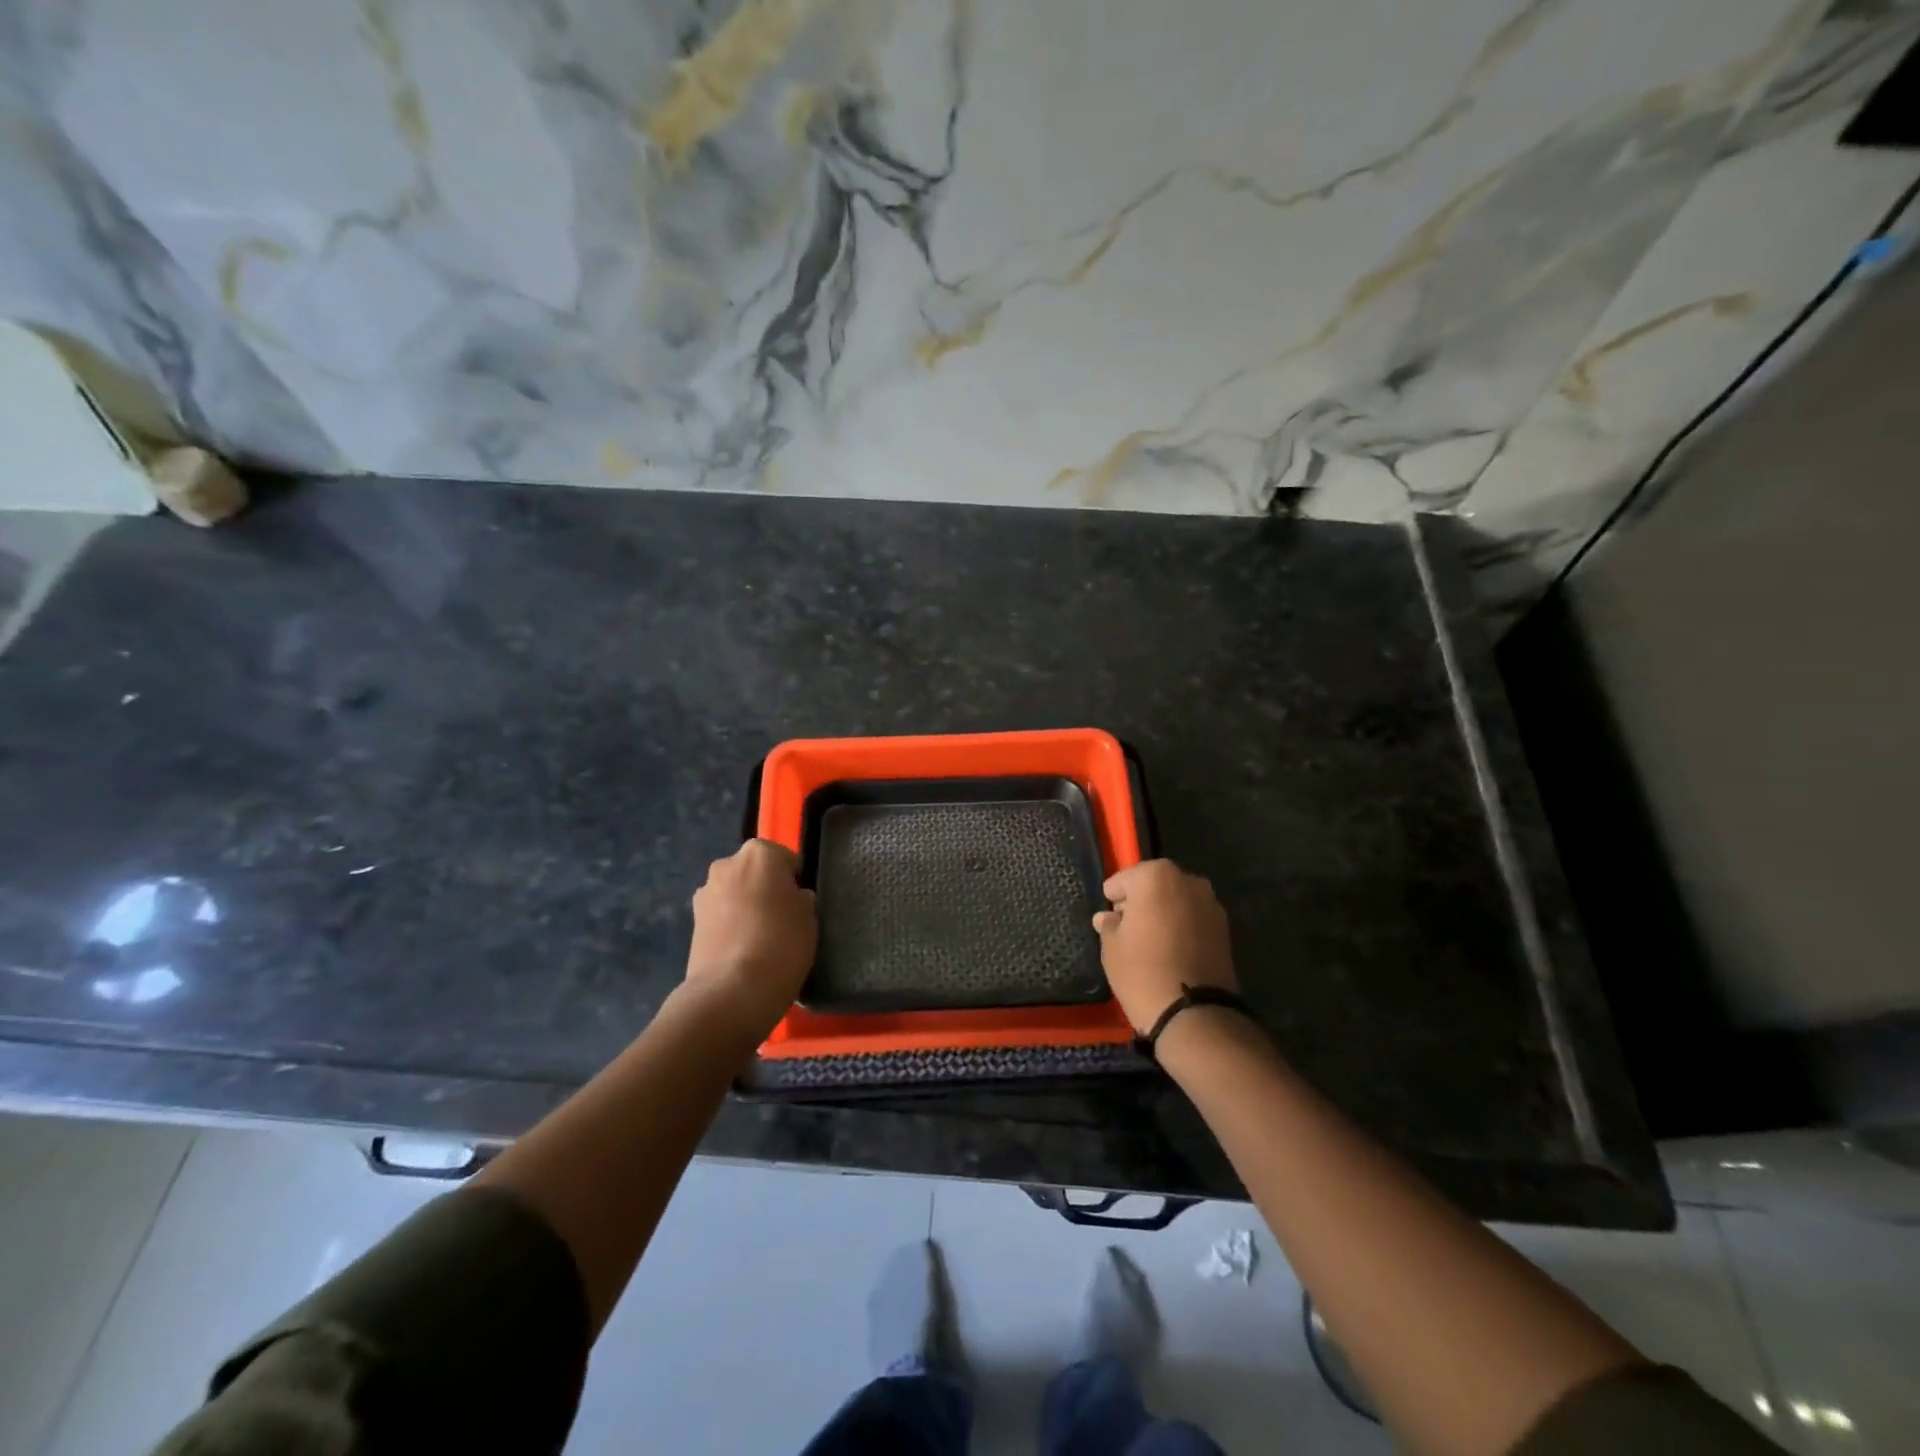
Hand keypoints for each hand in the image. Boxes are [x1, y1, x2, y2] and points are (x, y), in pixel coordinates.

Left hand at [684, 840, 816, 1038]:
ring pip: (734, 893)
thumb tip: (792, 898)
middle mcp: (727, 864)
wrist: (732, 991)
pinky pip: (720, 916)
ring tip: (759, 939)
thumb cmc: (782, 943)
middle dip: (764, 889)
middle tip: (780, 919)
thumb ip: (800, 899)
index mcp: (760, 853)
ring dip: (744, 906)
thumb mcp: (809, 918)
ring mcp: (704, 893)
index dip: (793, 881)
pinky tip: (741, 951)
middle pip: (753, 872)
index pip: (784, 859)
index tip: (799, 905)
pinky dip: (729, 926)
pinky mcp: (691, 922)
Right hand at [1093, 859, 1237, 1032]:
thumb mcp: (1112, 947)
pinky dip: (1182, 927)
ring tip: (1150, 941)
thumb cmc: (1142, 972)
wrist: (1194, 1014)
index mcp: (1156, 876)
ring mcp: (1211, 904)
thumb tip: (1107, 917)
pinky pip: (1193, 919)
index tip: (1109, 918)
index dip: (1114, 898)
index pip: (1124, 879)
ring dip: (1163, 913)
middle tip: (1127, 928)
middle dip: (1141, 901)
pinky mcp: (1225, 928)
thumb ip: (1108, 924)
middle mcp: (1188, 881)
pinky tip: (1171, 950)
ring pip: (1176, 901)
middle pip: (1154, 885)